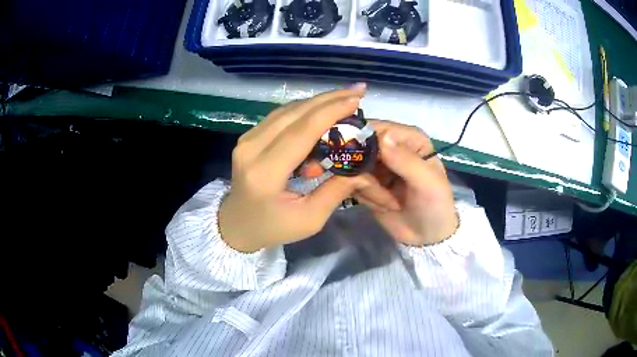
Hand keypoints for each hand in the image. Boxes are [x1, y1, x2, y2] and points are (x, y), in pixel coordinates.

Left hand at [219, 86, 398, 252]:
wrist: (235, 225)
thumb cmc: (272, 227)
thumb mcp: (309, 219)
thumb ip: (336, 191)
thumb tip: (362, 166)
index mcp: (265, 174)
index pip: (301, 132)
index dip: (330, 111)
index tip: (357, 99)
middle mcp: (251, 149)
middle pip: (294, 114)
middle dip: (329, 99)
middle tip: (358, 91)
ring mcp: (246, 140)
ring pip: (287, 110)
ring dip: (318, 101)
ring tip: (346, 97)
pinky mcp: (248, 137)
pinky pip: (280, 116)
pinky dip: (305, 110)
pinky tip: (324, 109)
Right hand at [354, 120, 457, 245]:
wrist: (427, 237)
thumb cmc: (435, 205)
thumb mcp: (426, 183)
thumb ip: (405, 160)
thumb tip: (382, 137)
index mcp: (408, 138)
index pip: (375, 128)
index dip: (363, 141)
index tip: (363, 164)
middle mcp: (390, 146)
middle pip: (359, 146)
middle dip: (365, 171)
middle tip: (383, 191)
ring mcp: (376, 165)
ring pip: (353, 167)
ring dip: (368, 188)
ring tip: (391, 203)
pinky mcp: (367, 182)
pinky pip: (352, 183)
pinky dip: (366, 196)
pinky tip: (384, 206)